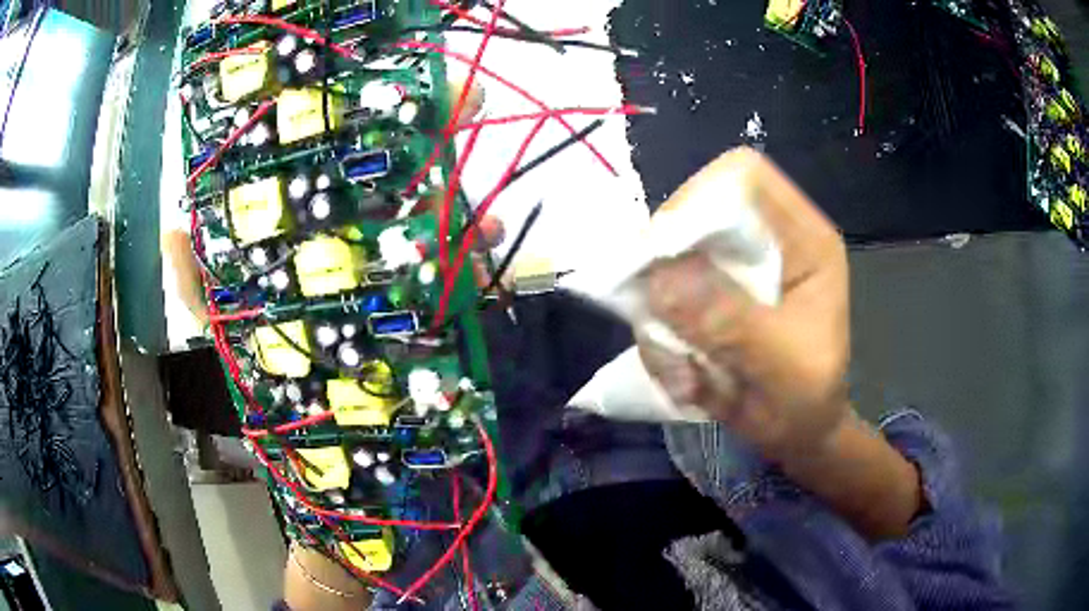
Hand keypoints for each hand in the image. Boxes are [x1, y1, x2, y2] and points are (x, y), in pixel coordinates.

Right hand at [639, 147, 849, 461]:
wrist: (797, 435)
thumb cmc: (808, 398)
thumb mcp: (781, 364)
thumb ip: (729, 321)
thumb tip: (660, 279)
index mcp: (803, 240)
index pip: (746, 178)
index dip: (702, 200)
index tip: (666, 253)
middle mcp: (762, 244)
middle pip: (694, 215)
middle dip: (667, 269)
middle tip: (659, 322)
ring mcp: (729, 272)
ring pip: (666, 264)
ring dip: (659, 319)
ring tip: (682, 374)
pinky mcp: (704, 299)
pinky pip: (658, 303)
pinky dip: (657, 341)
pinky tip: (683, 380)